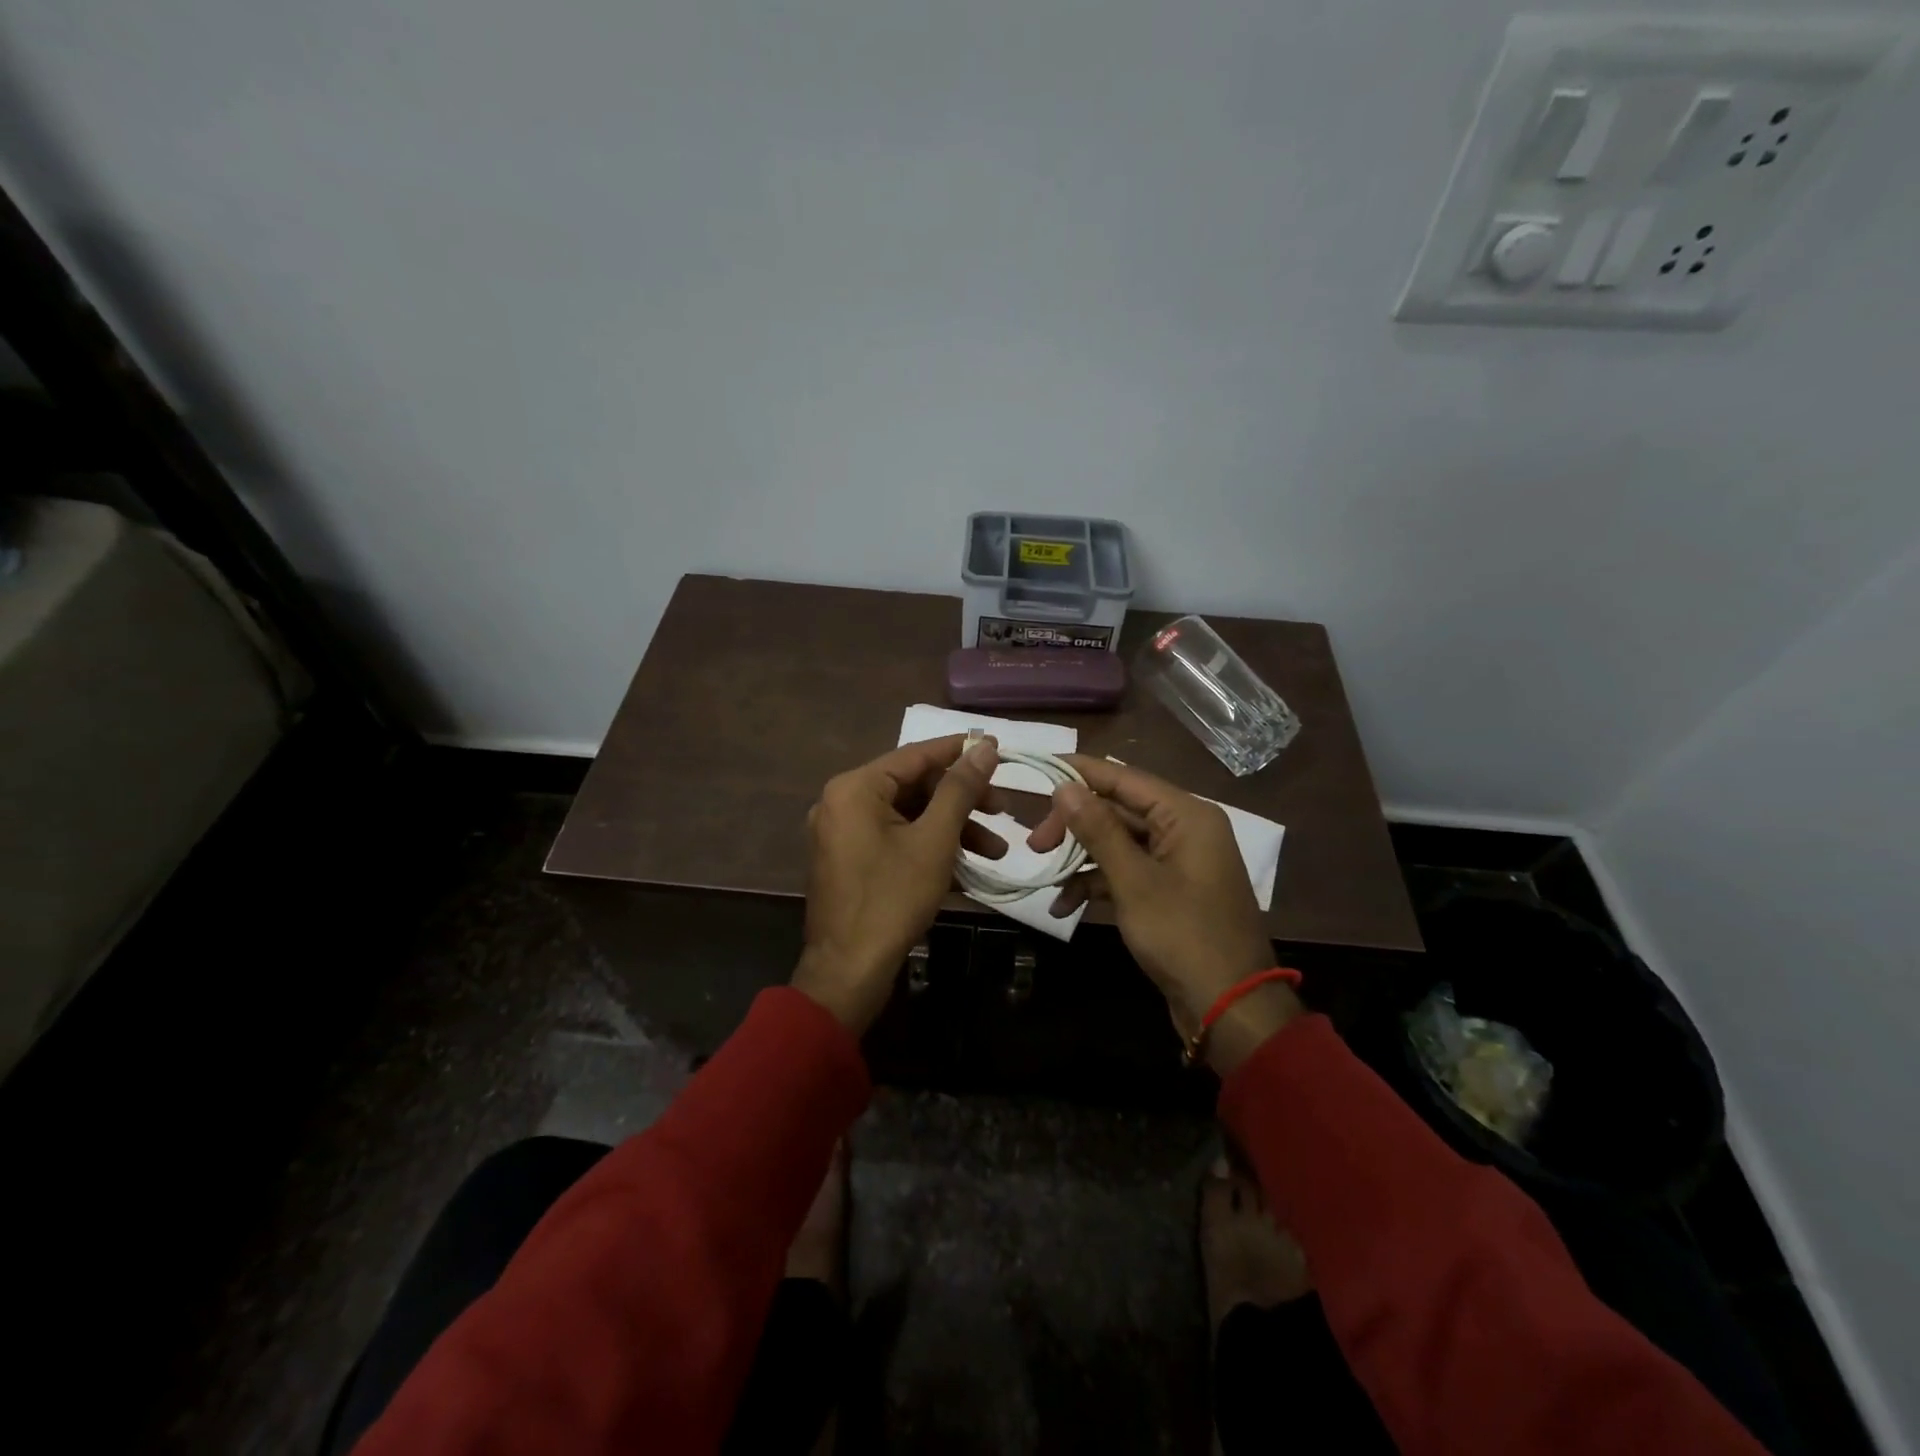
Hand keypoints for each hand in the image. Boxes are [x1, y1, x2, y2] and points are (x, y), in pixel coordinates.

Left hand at [792, 734, 1002, 1032]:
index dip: (959, 751)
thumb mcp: (934, 841)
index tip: (996, 747)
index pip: (915, 756)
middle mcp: (843, 803)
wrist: (849, 972)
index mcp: (855, 788)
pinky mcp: (851, 862)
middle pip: (914, 788)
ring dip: (953, 830)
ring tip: (997, 851)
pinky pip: (896, 841)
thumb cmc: (892, 898)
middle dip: (962, 801)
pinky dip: (930, 849)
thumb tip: (984, 747)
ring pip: (909, 818)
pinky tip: (970, 870)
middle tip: (1003, 810)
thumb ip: (959, 789)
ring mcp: (844, 834)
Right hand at [1029, 757, 1300, 1072]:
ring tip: (1046, 878)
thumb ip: (1099, 830)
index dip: (1080, 771)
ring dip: (1081, 858)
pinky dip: (1097, 884)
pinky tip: (1065, 906)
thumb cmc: (1183, 936)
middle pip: (1119, 810)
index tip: (1039, 767)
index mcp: (1186, 816)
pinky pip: (1127, 872)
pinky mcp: (1169, 891)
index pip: (1124, 778)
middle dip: (1074, 825)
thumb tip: (1066, 786)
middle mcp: (1185, 829)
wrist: (1230, 1007)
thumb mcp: (1134, 881)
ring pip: (1119, 842)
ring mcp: (1178, 862)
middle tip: (1035, 844)